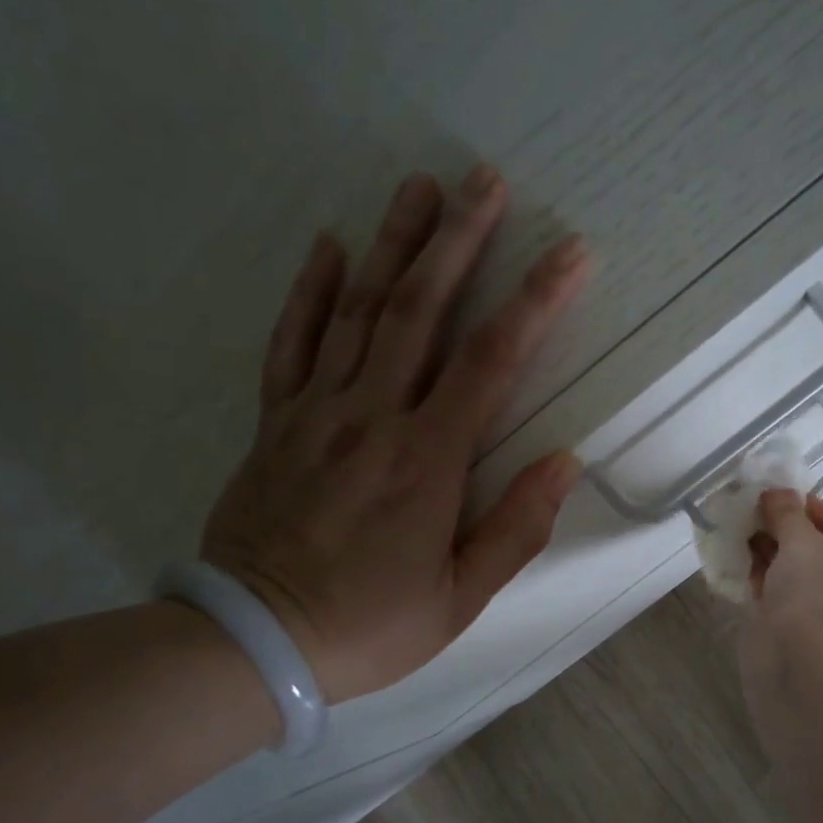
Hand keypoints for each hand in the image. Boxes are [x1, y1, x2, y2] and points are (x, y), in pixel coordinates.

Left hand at [200, 165, 589, 703]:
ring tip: (419, 186)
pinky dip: (310, 291)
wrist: (253, 642)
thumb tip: (566, 461)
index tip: (569, 252)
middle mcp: (373, 417)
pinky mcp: (276, 422)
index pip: (492, 362)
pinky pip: (292, 343)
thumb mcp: (460, 598)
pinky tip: (330, 245)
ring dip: (393, 244)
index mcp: (427, 460)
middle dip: (459, 241)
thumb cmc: (369, 626)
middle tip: (485, 180)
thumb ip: (516, 528)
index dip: (536, 302)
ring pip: (358, 311)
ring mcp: (317, 412)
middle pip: (420, 310)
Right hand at [745, 489, 822, 645]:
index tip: (781, 502)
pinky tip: (737, 560)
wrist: (796, 658)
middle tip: (754, 514)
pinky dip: (760, 574)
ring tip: (740, 533)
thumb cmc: (811, 591)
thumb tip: (776, 492)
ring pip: (793, 568)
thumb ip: (787, 512)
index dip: (815, 507)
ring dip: (768, 549)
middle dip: (784, 527)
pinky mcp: (792, 623)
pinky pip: (777, 589)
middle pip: (816, 545)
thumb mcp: (800, 541)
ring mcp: (820, 607)